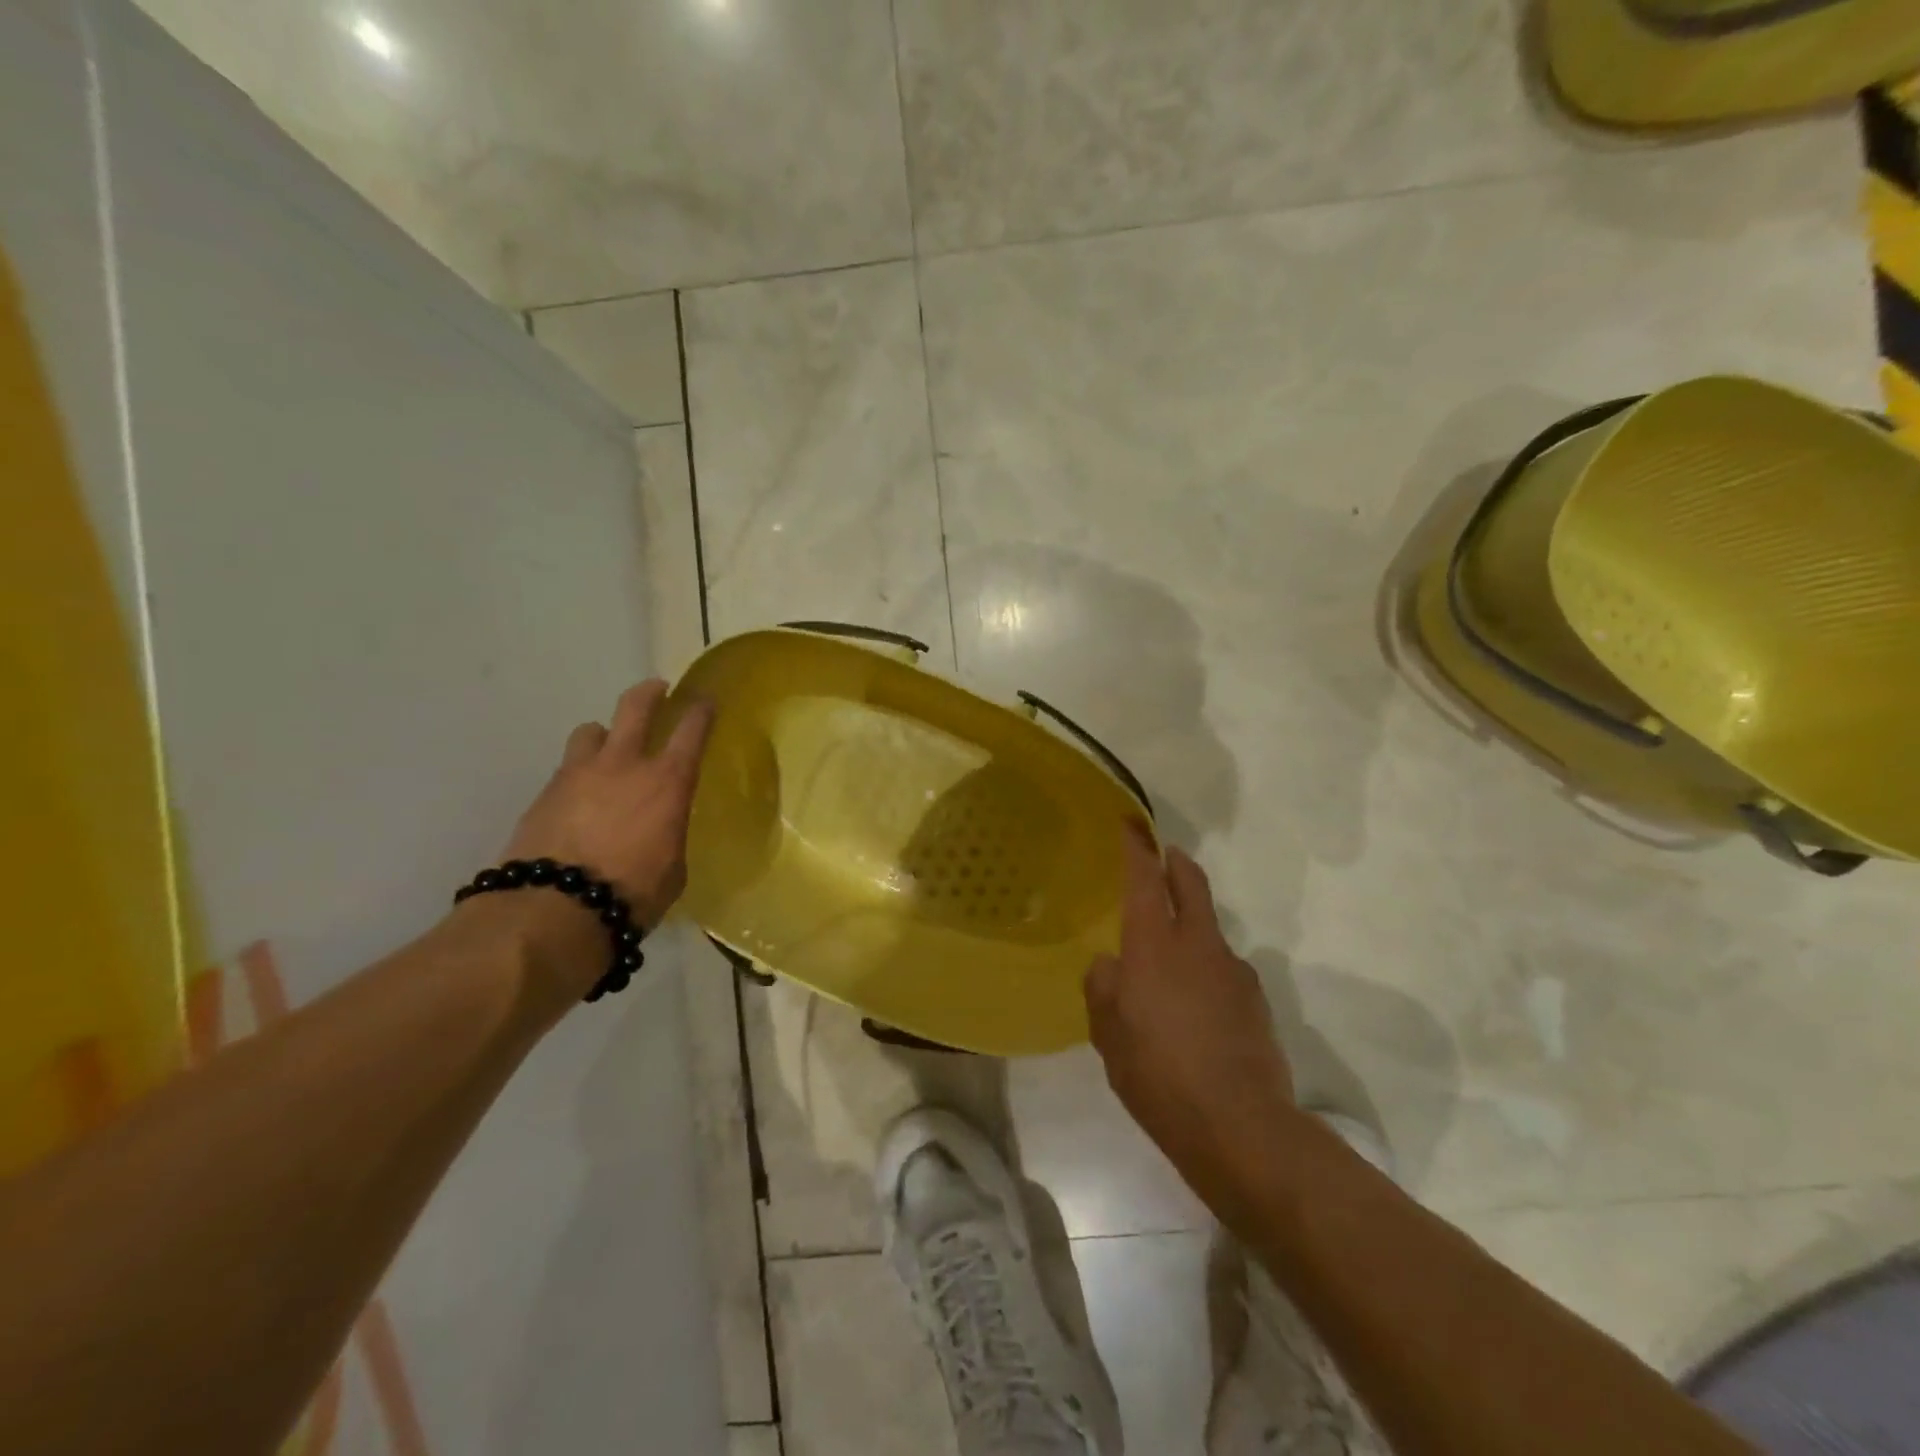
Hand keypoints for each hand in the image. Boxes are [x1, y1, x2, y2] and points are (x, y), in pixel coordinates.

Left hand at [502, 679, 715, 927]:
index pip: (691, 730)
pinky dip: (578, 773)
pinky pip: (567, 768)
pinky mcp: (544, 793)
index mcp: (667, 782)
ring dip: (603, 734)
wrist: (552, 909)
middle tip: (657, 690)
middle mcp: (623, 765)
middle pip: (635, 707)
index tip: (705, 700)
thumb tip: (662, 830)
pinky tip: (579, 797)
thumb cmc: (631, 893)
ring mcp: (578, 774)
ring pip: (591, 731)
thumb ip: (670, 835)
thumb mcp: (673, 868)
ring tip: (606, 749)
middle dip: (649, 693)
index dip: (701, 710)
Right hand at [1085, 829, 1296, 1204]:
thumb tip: (1111, 966)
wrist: (1240, 1126)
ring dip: (1191, 929)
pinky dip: (1207, 972)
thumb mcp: (1108, 1035)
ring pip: (1209, 931)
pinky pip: (1224, 970)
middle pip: (1191, 884)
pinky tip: (1197, 1013)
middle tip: (1165, 857)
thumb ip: (1103, 989)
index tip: (1132, 824)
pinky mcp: (1256, 1001)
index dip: (1137, 848)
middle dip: (1176, 863)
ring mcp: (1233, 971)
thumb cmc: (1157, 1074)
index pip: (1144, 879)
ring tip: (1170, 971)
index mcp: (1154, 946)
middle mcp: (1198, 945)